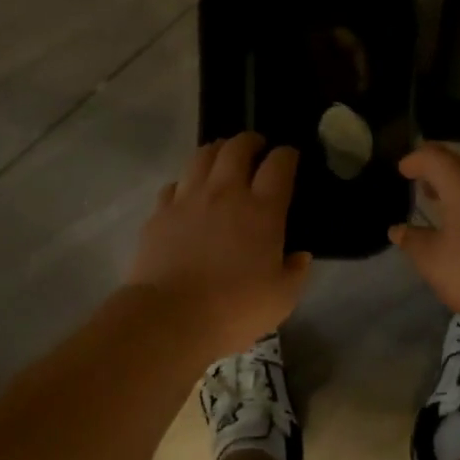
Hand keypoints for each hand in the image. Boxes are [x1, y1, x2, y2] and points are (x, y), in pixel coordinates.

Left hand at [129, 134, 312, 355]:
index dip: (287, 155)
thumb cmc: (234, 309)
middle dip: (250, 141)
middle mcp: (226, 193)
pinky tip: (188, 193)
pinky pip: (174, 184)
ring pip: (203, 156)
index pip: (279, 165)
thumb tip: (299, 256)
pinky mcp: (160, 212)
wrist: (170, 318)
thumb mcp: (281, 299)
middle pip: (237, 148)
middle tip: (257, 148)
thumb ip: (295, 272)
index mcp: (262, 210)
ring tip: (223, 157)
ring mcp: (188, 199)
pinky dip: (186, 182)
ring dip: (217, 150)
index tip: (290, 158)